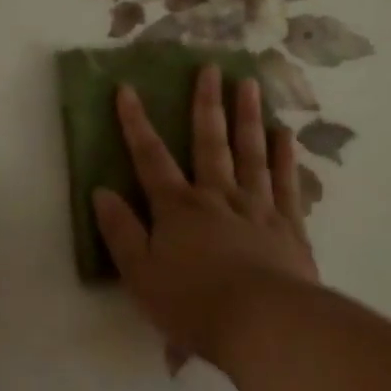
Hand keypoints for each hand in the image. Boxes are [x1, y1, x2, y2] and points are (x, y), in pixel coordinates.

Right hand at [94, 65, 320, 370]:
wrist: (264, 324)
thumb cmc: (194, 304)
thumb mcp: (141, 275)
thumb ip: (121, 232)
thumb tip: (101, 191)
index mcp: (178, 209)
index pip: (151, 158)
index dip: (136, 123)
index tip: (128, 89)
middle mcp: (217, 197)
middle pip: (210, 142)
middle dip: (206, 103)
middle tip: (211, 66)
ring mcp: (257, 207)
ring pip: (250, 152)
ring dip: (247, 116)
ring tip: (248, 83)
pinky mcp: (289, 226)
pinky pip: (285, 182)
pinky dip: (284, 156)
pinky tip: (284, 133)